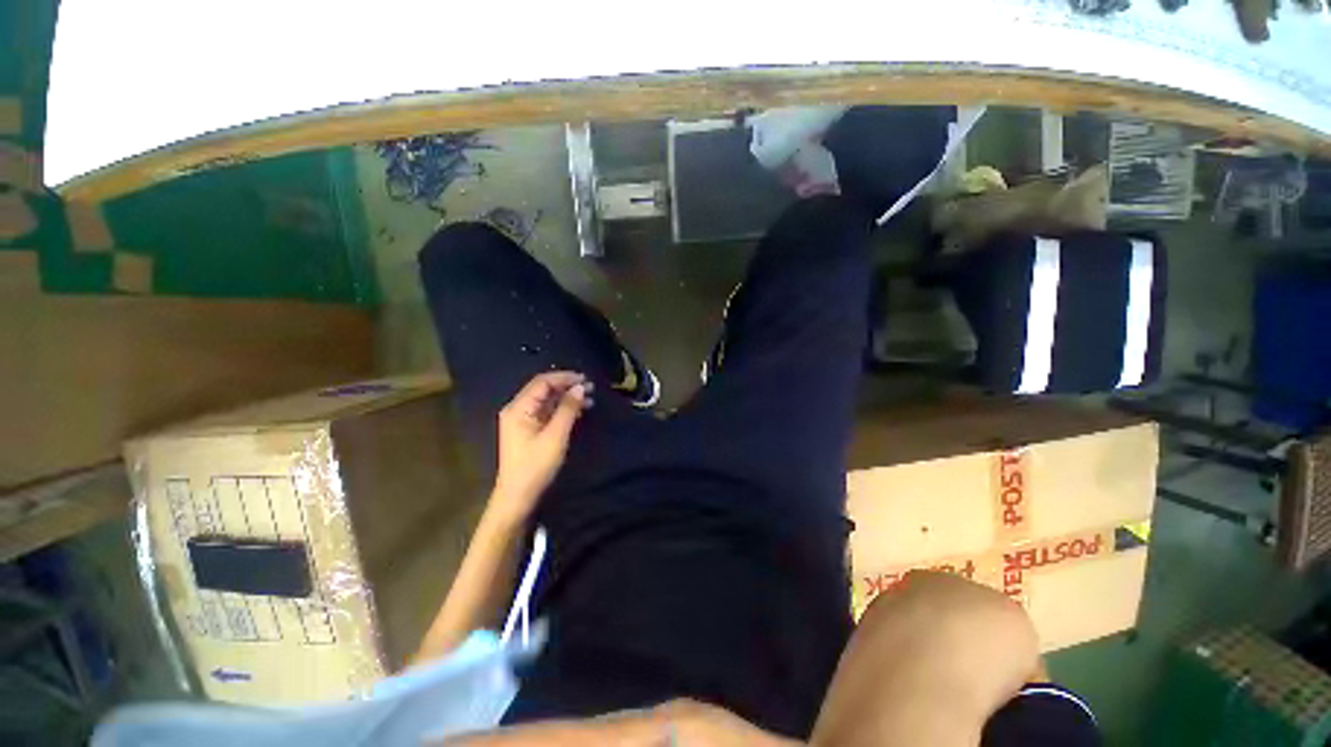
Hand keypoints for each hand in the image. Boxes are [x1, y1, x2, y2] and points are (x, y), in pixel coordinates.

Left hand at [490, 371, 591, 523]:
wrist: (518, 496)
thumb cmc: (535, 465)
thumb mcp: (555, 435)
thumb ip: (568, 409)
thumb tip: (580, 387)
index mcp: (519, 408)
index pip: (542, 382)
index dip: (564, 377)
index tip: (585, 379)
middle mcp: (518, 409)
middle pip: (544, 389)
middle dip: (567, 386)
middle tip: (591, 388)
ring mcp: (523, 420)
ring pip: (547, 401)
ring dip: (567, 398)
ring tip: (589, 399)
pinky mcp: (530, 430)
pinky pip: (548, 412)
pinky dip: (563, 409)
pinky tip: (579, 411)